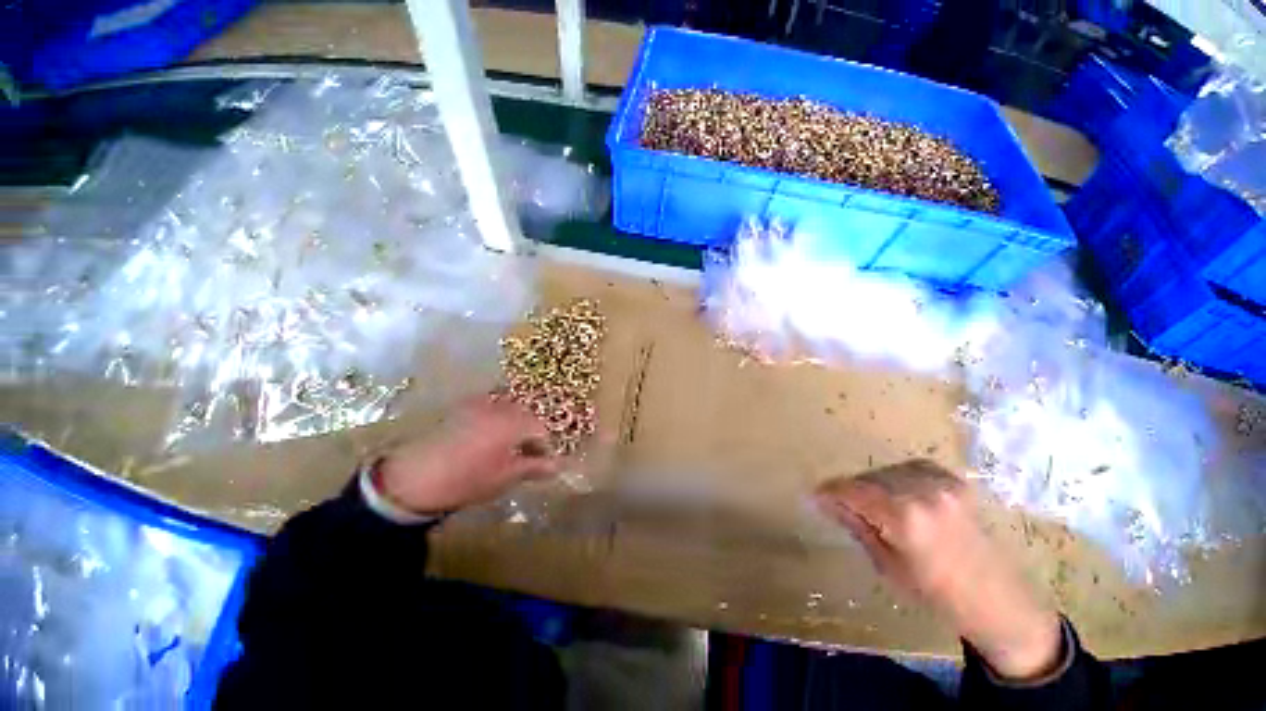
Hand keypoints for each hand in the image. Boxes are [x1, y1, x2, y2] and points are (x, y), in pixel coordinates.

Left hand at [373, 398, 561, 514]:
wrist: (414, 478)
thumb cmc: (467, 479)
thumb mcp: (506, 477)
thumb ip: (535, 467)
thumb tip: (558, 466)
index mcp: (514, 422)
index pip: (541, 430)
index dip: (545, 447)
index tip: (543, 464)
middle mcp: (499, 407)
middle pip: (526, 417)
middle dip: (530, 435)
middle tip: (526, 457)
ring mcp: (478, 405)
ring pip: (507, 412)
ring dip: (513, 428)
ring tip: (507, 450)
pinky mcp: (461, 409)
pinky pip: (488, 410)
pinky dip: (495, 422)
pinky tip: (486, 441)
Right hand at [815, 459, 1061, 680]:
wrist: (999, 601)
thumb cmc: (938, 595)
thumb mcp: (888, 566)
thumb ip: (857, 526)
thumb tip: (825, 503)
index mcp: (905, 518)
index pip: (852, 491)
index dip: (828, 492)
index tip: (814, 497)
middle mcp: (922, 492)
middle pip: (867, 478)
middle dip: (849, 490)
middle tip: (840, 506)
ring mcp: (942, 483)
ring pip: (886, 471)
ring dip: (871, 484)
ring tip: (870, 504)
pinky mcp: (954, 481)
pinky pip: (910, 468)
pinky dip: (895, 478)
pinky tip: (897, 495)